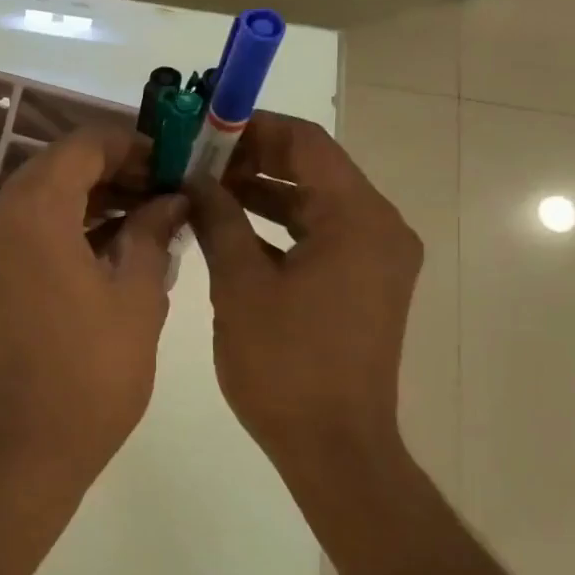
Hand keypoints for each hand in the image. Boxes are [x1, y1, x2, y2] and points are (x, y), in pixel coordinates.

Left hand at [0, 126, 186, 505]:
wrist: (27, 446)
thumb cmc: (91, 372)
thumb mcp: (137, 296)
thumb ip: (154, 232)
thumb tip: (172, 199)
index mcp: (32, 210)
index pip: (84, 145)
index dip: (134, 145)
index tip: (176, 163)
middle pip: (60, 167)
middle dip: (117, 171)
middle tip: (169, 191)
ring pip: (43, 197)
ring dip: (94, 199)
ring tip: (152, 217)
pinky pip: (29, 229)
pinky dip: (69, 226)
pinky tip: (116, 244)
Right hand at [187, 112, 421, 479]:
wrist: (333, 446)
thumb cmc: (285, 364)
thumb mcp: (240, 286)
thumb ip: (219, 221)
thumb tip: (196, 180)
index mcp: (358, 219)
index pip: (306, 143)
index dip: (253, 128)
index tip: (203, 128)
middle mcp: (379, 228)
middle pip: (313, 171)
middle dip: (253, 161)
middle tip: (195, 160)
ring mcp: (375, 260)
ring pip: (314, 205)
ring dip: (263, 195)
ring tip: (204, 190)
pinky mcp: (363, 287)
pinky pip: (319, 238)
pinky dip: (279, 229)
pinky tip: (231, 231)